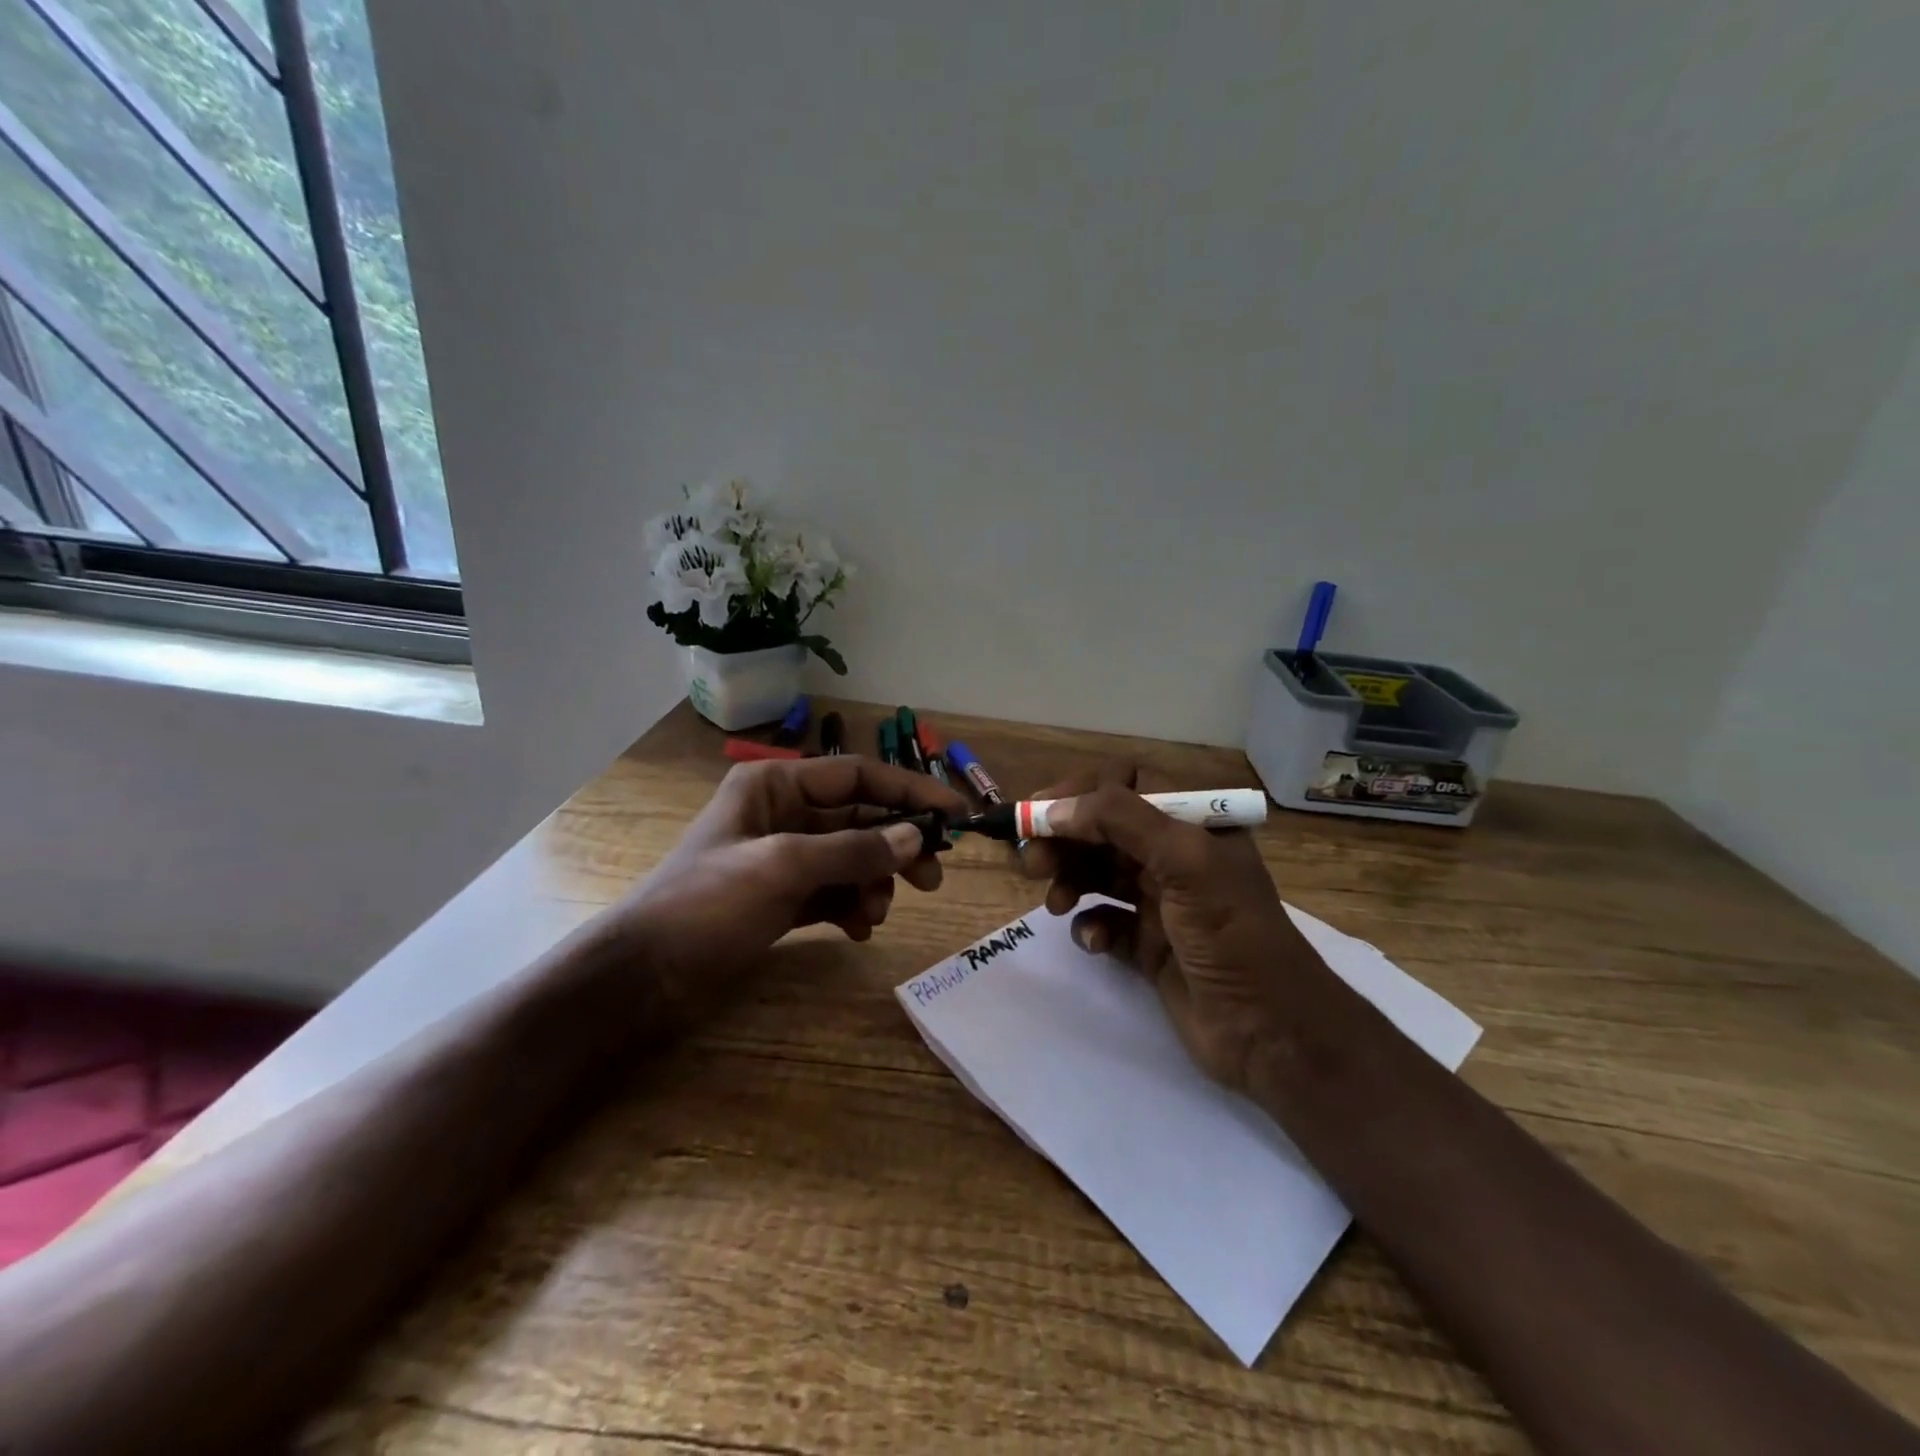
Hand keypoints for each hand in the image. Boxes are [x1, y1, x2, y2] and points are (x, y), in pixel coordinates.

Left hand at [613, 756, 968, 1015]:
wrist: (642, 977)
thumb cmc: (707, 905)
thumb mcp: (782, 868)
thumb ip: (852, 850)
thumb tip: (916, 837)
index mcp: (775, 786)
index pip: (858, 776)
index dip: (910, 792)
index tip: (955, 815)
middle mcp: (783, 814)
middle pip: (860, 819)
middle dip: (896, 847)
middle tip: (932, 879)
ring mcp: (783, 858)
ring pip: (851, 858)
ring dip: (873, 884)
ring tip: (875, 915)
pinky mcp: (782, 897)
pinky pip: (834, 891)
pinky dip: (852, 907)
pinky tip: (857, 930)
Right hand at [1019, 765, 1343, 1095]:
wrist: (1270, 1032)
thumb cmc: (1232, 933)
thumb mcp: (1185, 861)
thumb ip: (1119, 820)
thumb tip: (1053, 808)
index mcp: (1194, 823)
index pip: (1126, 784)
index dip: (1079, 794)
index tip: (1037, 814)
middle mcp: (1176, 856)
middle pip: (1103, 830)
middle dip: (1065, 840)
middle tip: (1032, 862)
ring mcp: (1161, 902)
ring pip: (1097, 873)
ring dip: (1070, 880)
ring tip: (1056, 903)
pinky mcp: (1147, 945)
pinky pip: (1103, 921)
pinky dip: (1090, 926)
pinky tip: (1094, 941)